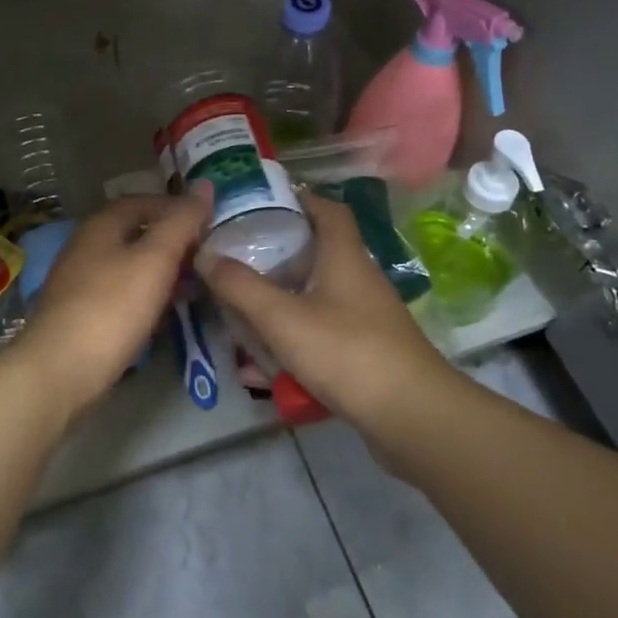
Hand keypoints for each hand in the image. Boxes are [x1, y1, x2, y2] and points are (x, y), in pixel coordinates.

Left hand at [13, 186, 213, 416]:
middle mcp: (87, 246)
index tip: (209, 225)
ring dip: (162, 273)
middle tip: (207, 260)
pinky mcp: (82, 315)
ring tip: (194, 288)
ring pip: (130, 267)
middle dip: (173, 243)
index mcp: (101, 225)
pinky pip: (121, 295)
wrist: (59, 371)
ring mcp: (81, 282)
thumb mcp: (155, 259)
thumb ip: (181, 222)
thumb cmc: (111, 308)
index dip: (177, 208)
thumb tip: (205, 184)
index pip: (144, 201)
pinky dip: (146, 298)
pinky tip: (164, 316)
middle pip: (136, 234)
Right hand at [195, 193, 453, 430]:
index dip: (299, 199)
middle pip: (315, 255)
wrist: (413, 418)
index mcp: (344, 257)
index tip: (261, 203)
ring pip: (313, 300)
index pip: (328, 210)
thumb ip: (239, 286)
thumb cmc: (347, 352)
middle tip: (234, 261)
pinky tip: (261, 371)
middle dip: (274, 258)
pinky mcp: (365, 353)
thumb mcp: (282, 317)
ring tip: (237, 315)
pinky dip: (291, 345)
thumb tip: (204, 254)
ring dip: (278, 306)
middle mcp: (358, 280)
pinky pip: (319, 337)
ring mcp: (364, 319)